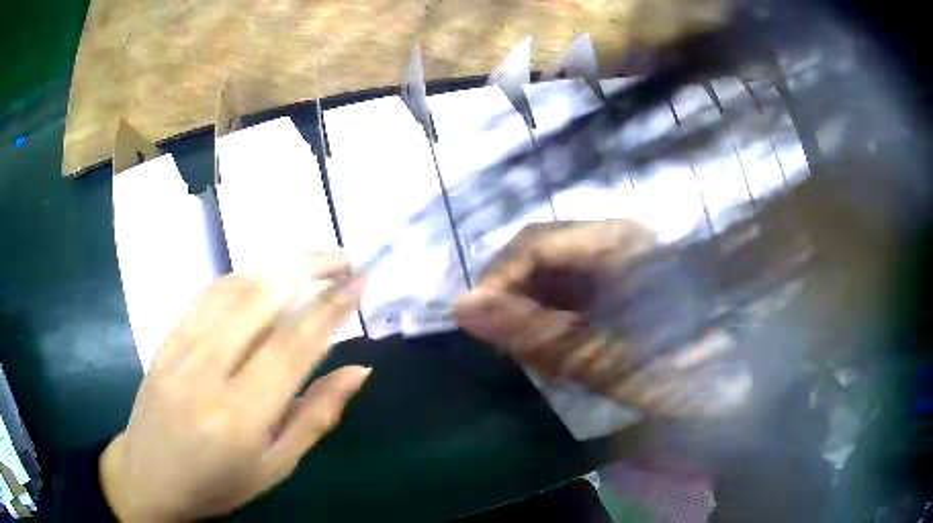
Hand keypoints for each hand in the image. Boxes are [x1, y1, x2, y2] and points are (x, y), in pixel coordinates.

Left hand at [100, 253, 369, 521]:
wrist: (149, 476)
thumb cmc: (217, 484)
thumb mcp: (275, 467)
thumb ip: (316, 416)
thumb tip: (359, 371)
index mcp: (241, 416)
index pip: (293, 345)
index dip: (331, 307)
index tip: (360, 280)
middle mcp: (208, 371)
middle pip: (261, 298)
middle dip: (308, 267)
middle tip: (343, 259)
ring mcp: (180, 348)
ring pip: (234, 287)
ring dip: (277, 267)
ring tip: (310, 264)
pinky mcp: (166, 338)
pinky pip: (206, 294)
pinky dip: (241, 277)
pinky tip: (261, 278)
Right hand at [454, 220, 750, 418]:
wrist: (738, 390)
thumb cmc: (682, 374)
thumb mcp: (605, 360)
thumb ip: (536, 335)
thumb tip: (462, 308)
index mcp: (617, 242)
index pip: (532, 245)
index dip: (496, 284)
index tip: (476, 332)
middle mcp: (616, 238)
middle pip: (540, 254)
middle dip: (514, 301)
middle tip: (508, 351)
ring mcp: (620, 260)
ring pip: (552, 275)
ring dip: (533, 314)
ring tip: (535, 357)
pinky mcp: (622, 283)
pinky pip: (571, 292)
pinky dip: (554, 322)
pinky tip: (559, 352)